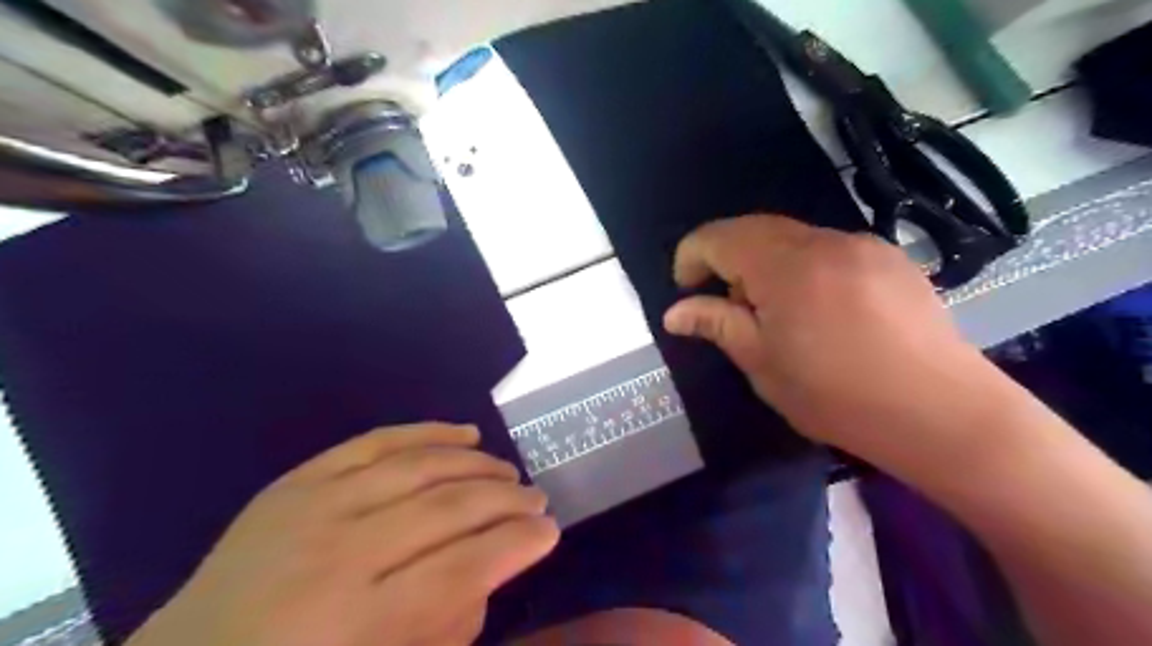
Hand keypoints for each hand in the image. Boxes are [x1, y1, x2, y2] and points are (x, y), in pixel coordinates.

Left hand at [126, 421, 556, 644]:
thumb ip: (445, 630)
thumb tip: (489, 570)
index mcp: (357, 623)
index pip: (462, 569)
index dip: (516, 546)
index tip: (550, 533)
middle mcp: (339, 555)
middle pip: (447, 510)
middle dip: (506, 503)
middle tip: (538, 501)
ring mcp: (315, 507)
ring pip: (421, 467)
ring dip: (478, 466)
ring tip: (508, 473)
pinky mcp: (300, 480)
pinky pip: (378, 441)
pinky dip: (428, 433)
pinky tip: (466, 434)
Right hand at [667, 216, 989, 456]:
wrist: (941, 412)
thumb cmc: (837, 396)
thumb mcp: (763, 365)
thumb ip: (717, 325)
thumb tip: (674, 312)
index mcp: (785, 266)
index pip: (719, 237)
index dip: (691, 256)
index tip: (687, 290)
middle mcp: (823, 241)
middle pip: (754, 228)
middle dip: (727, 257)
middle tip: (726, 303)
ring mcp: (862, 245)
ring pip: (793, 237)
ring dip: (765, 262)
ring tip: (773, 309)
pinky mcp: (890, 257)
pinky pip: (828, 248)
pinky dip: (803, 265)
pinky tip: (819, 307)